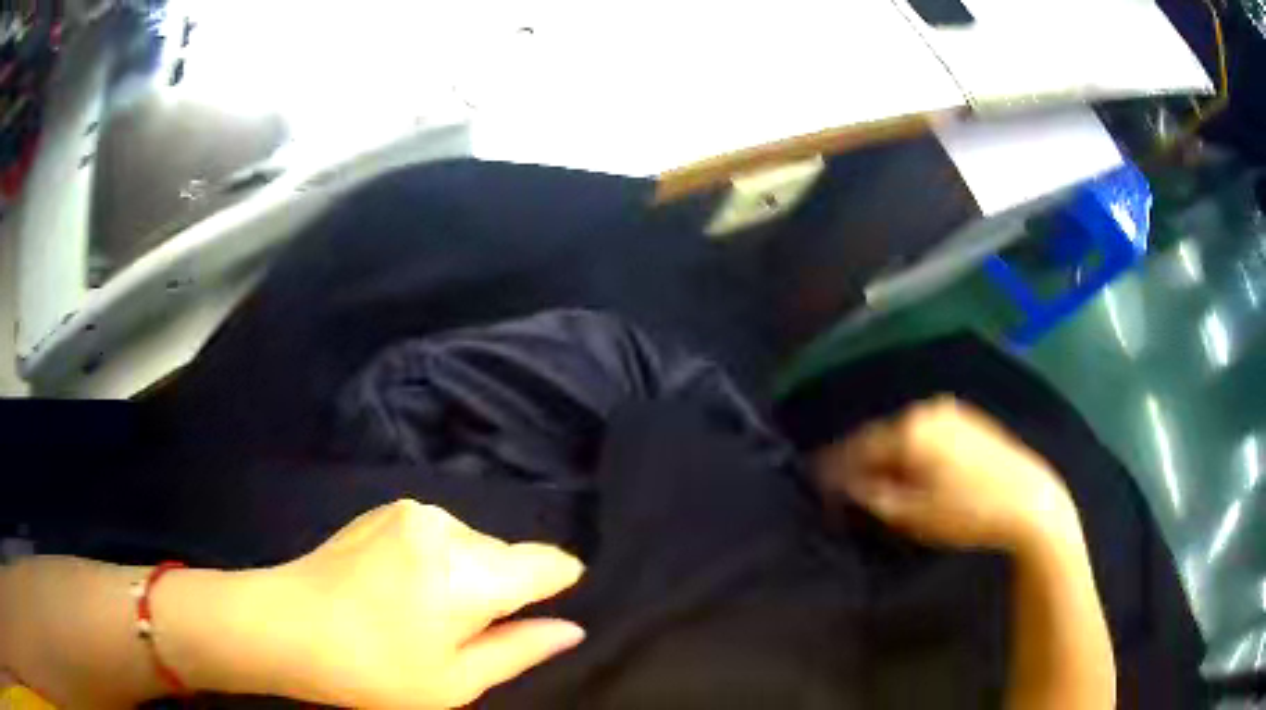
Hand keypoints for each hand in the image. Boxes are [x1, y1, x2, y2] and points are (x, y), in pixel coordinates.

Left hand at [239, 500, 585, 708]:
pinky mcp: (387, 508)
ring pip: (474, 545)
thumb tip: (571, 628)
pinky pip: (440, 535)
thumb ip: (521, 649)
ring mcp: (411, 511)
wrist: (286, 626)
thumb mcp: (455, 681)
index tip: (532, 619)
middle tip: (458, 634)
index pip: (549, 564)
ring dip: (466, 577)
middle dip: (502, 592)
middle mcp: (446, 528)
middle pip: (509, 556)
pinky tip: (400, 589)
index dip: (556, 588)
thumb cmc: (373, 670)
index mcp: (466, 573)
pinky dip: (438, 561)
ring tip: (422, 613)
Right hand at [812, 397, 1079, 552]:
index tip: (819, 483)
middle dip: (864, 459)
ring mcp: (952, 411)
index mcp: (911, 429)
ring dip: (890, 454)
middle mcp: (928, 410)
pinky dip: (914, 449)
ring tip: (881, 481)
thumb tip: (848, 483)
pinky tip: (915, 469)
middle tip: (849, 486)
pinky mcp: (970, 419)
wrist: (1028, 500)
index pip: (859, 446)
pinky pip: (928, 431)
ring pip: (906, 432)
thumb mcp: (914, 514)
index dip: (836, 467)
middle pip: (883, 435)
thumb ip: (874, 495)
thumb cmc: (967, 513)